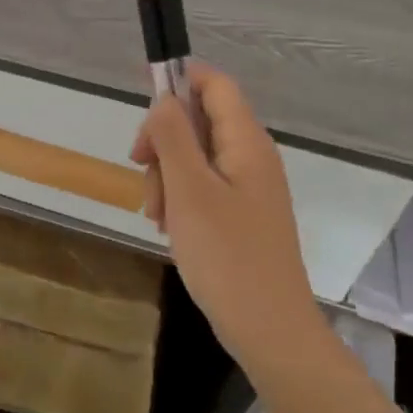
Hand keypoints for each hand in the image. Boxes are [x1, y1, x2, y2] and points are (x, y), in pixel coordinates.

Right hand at [131, 65, 323, 363]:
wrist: (269, 331)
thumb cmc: (228, 256)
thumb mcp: (189, 191)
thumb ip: (173, 136)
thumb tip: (164, 99)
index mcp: (245, 141)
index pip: (215, 84)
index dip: (179, 82)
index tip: (145, 107)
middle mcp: (250, 156)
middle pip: (198, 120)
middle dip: (164, 141)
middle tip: (142, 171)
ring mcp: (247, 186)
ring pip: (195, 156)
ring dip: (167, 176)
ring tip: (156, 215)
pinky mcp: (240, 213)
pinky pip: (203, 186)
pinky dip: (180, 198)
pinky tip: (169, 227)